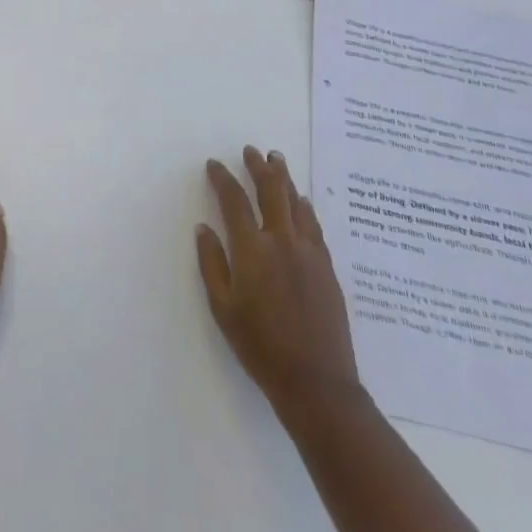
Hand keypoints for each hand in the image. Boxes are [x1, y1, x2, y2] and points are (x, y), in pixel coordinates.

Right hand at [198, 147, 360, 411]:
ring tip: (276, 160)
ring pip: (295, 201)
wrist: (316, 381)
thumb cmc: (260, 347)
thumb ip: (212, 263)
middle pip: (270, 190)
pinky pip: (313, 223)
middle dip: (258, 166)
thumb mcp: (223, 308)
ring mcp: (308, 250)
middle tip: (251, 151)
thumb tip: (204, 228)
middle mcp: (282, 240)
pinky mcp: (327, 265)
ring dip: (284, 177)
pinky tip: (301, 201)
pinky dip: (303, 205)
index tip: (214, 164)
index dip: (222, 178)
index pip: (234, 200)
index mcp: (252, 249)